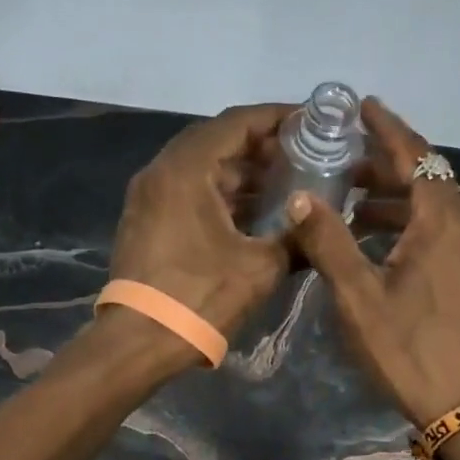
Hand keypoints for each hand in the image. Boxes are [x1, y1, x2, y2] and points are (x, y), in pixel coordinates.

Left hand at [109, 104, 295, 349]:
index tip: (310, 122)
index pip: (236, 123)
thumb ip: (295, 238)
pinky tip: (255, 214)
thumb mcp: (261, 267)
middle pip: (217, 141)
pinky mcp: (146, 221)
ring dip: (242, 174)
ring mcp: (149, 197)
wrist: (140, 341)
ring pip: (202, 169)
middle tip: (303, 157)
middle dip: (262, 147)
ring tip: (286, 186)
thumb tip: (320, 228)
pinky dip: (221, 195)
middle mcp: (161, 172)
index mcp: (186, 169)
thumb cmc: (201, 297)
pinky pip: (189, 192)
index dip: (276, 118)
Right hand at [286, 99, 459, 425]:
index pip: (413, 154)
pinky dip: (415, 227)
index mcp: (442, 219)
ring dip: (398, 202)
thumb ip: (328, 243)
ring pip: (437, 209)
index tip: (362, 106)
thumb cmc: (412, 350)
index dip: (386, 128)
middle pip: (428, 179)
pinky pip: (447, 234)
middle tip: (343, 164)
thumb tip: (300, 199)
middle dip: (386, 167)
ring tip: (355, 209)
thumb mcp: (359, 297)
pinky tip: (388, 249)